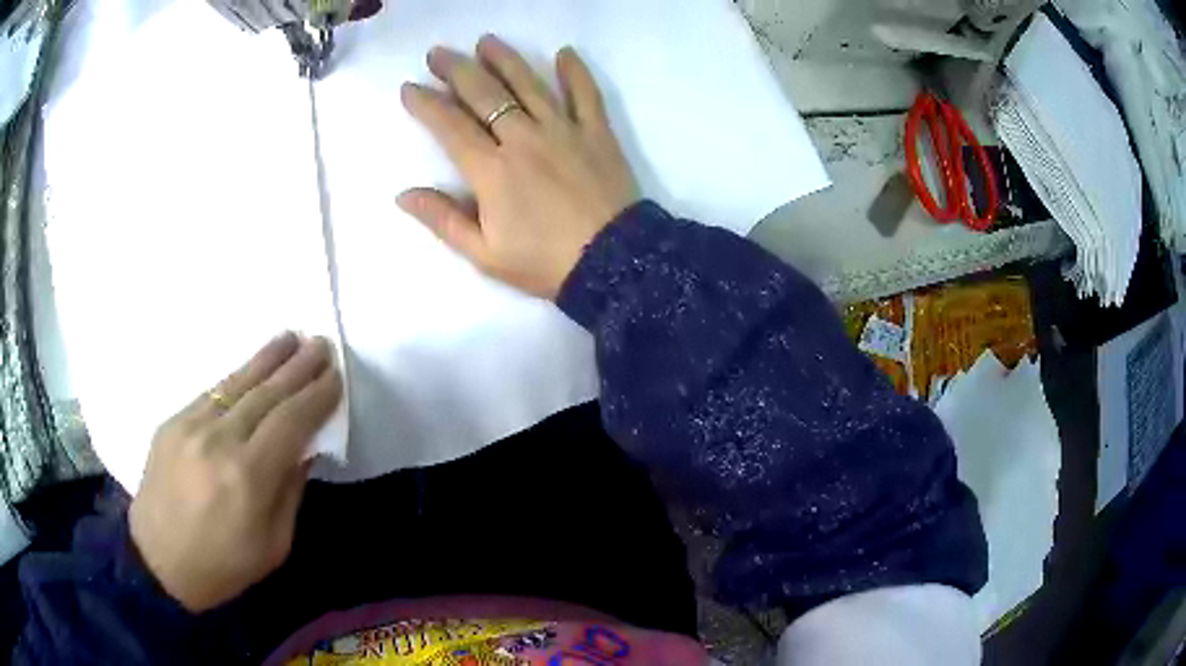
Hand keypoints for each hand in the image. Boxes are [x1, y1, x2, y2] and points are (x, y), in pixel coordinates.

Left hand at [129, 333, 341, 611]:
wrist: (158, 561)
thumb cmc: (223, 566)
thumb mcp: (274, 544)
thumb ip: (290, 490)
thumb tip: (305, 448)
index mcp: (249, 477)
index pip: (291, 422)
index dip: (316, 396)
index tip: (335, 377)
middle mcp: (219, 440)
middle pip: (266, 394)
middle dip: (298, 367)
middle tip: (321, 343)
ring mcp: (191, 426)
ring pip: (236, 383)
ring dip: (267, 359)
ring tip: (290, 338)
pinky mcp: (172, 422)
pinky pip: (212, 394)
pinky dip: (237, 378)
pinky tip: (251, 369)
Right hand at [398, 35, 638, 299]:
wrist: (613, 263)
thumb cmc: (544, 262)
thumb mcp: (484, 254)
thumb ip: (443, 220)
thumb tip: (403, 194)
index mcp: (491, 169)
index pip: (449, 126)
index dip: (425, 104)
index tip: (409, 88)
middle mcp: (523, 138)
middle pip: (484, 94)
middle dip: (456, 70)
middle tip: (437, 53)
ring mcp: (563, 130)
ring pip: (529, 84)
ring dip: (505, 59)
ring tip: (485, 41)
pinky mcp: (597, 132)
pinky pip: (586, 94)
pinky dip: (576, 72)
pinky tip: (565, 53)